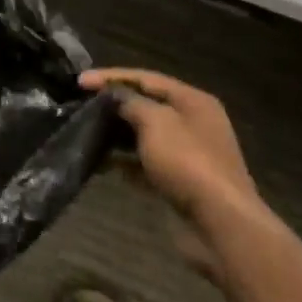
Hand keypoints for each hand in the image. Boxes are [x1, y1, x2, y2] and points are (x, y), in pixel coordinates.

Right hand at [82, 68, 269, 275]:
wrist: (221, 224)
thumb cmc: (188, 162)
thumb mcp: (155, 122)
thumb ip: (130, 102)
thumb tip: (114, 96)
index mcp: (193, 101)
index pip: (145, 78)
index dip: (111, 77)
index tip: (79, 82)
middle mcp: (193, 123)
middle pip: (146, 106)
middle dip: (114, 106)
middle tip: (81, 107)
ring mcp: (190, 155)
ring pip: (145, 137)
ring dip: (118, 135)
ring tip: (87, 134)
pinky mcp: (182, 183)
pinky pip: (148, 164)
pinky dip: (127, 163)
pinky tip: (104, 165)